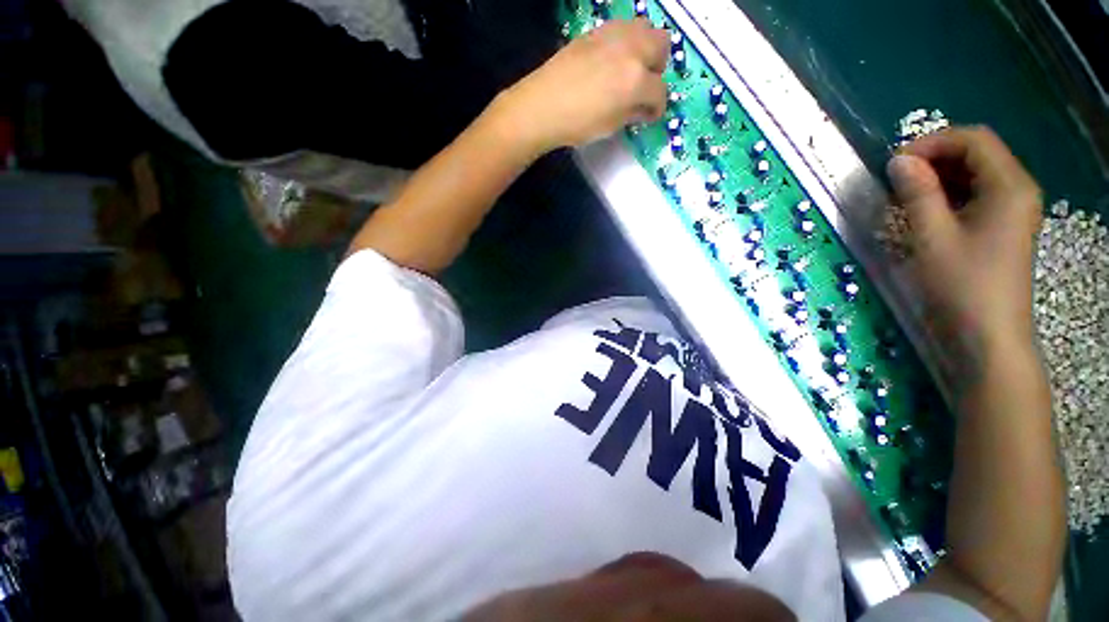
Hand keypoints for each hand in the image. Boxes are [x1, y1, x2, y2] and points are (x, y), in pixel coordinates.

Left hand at [493, 19, 668, 153]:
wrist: (543, 106)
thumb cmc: (578, 124)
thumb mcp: (611, 126)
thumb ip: (633, 113)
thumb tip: (644, 109)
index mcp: (637, 80)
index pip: (660, 91)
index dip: (658, 107)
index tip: (650, 115)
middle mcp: (632, 50)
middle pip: (662, 46)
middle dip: (658, 68)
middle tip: (645, 86)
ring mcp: (614, 35)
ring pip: (646, 29)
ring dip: (646, 48)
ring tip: (631, 68)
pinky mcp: (597, 31)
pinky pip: (623, 28)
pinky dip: (627, 42)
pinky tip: (613, 60)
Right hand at [887, 127, 1042, 353]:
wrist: (987, 335)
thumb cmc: (963, 286)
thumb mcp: (933, 237)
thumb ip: (918, 193)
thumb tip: (898, 161)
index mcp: (1010, 186)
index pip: (974, 139)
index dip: (933, 142)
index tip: (895, 163)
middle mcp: (1017, 189)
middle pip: (976, 152)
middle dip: (933, 158)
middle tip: (895, 179)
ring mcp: (1011, 208)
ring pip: (974, 173)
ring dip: (937, 177)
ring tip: (903, 195)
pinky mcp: (1001, 225)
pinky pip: (974, 194)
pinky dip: (947, 194)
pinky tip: (924, 210)